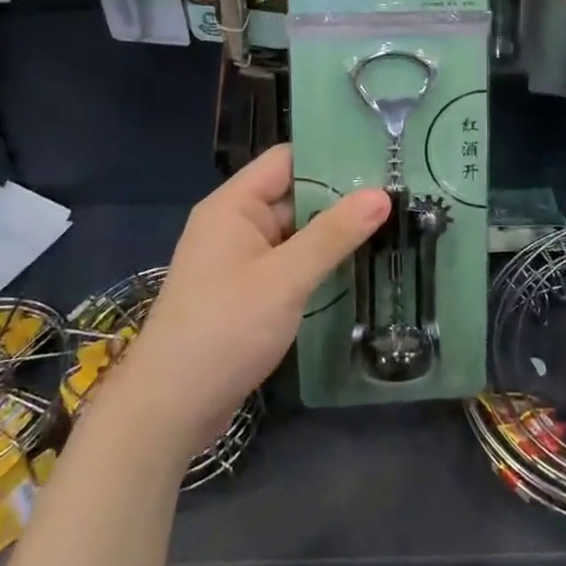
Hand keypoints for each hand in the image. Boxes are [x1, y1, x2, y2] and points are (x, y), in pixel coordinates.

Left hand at [118, 146, 388, 456]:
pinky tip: (358, 269)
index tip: (379, 160)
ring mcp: (239, 261)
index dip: (330, 156)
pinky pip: (288, 265)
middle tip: (397, 197)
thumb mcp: (285, 278)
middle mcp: (235, 224)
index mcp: (234, 205)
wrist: (168, 409)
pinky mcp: (246, 294)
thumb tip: (381, 194)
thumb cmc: (224, 329)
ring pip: (295, 233)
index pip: (287, 160)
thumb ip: (333, 235)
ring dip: (333, 235)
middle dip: (341, 199)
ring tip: (390, 228)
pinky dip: (318, 265)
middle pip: (294, 196)